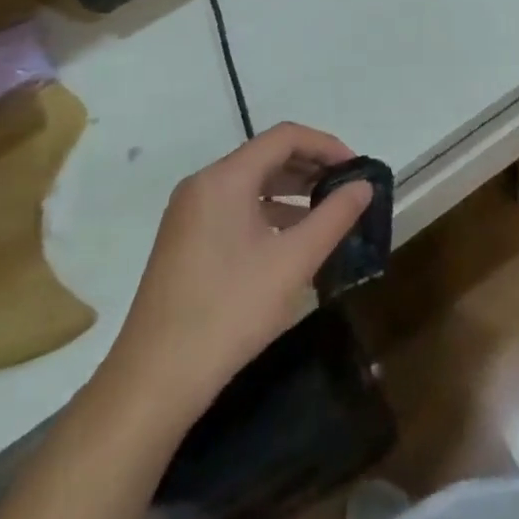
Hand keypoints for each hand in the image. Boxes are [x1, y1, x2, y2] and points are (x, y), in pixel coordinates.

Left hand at [97, 122, 371, 429]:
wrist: (155, 381)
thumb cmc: (230, 311)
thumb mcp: (294, 261)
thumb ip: (335, 216)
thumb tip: (364, 185)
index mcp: (224, 179)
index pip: (285, 137)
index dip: (327, 145)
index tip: (356, 170)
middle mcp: (202, 185)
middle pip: (266, 156)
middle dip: (311, 168)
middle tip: (347, 191)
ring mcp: (189, 214)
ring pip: (251, 183)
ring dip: (292, 191)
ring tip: (328, 214)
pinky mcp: (185, 241)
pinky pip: (235, 208)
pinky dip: (269, 212)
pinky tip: (291, 241)